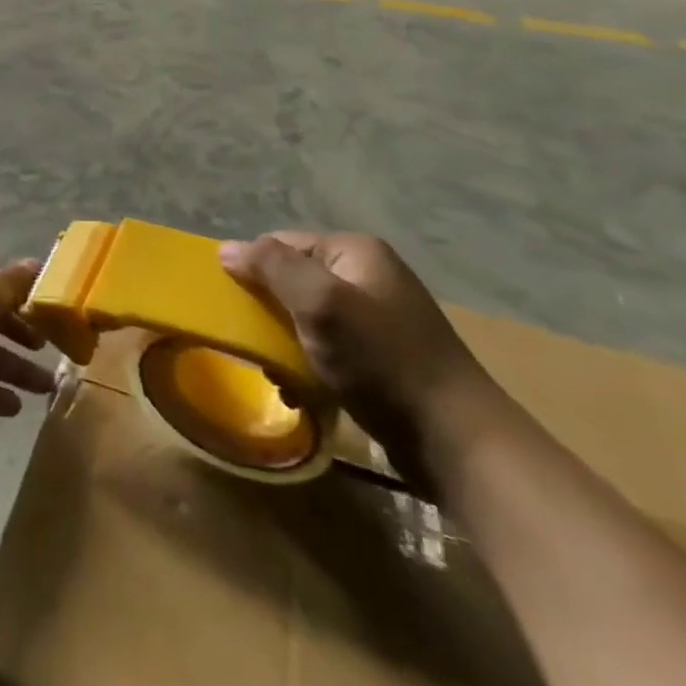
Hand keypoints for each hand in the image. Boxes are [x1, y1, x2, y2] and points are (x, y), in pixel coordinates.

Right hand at [220, 231, 504, 484]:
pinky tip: (305, 392)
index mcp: (356, 251)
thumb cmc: (383, 361)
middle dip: (271, 313)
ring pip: (309, 318)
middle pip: (296, 280)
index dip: (256, 271)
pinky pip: (331, 348)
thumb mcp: (320, 304)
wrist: (458, 441)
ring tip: (280, 376)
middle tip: (258, 348)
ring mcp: (380, 317)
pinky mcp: (385, 357)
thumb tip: (227, 248)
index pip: (282, 244)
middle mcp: (369, 275)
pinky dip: (311, 365)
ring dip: (287, 344)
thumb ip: (272, 268)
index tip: (239, 310)